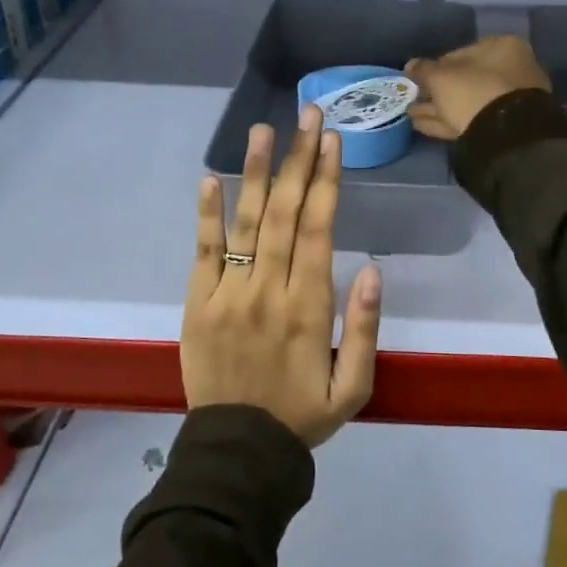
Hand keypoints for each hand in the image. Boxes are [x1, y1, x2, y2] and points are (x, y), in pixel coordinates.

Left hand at [183, 105, 380, 447]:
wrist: (236, 453)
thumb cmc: (303, 416)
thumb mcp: (355, 387)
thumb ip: (364, 328)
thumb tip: (371, 269)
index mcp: (309, 308)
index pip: (317, 229)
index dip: (326, 181)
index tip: (331, 140)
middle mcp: (267, 290)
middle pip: (284, 213)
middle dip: (298, 160)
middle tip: (307, 113)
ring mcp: (227, 294)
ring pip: (245, 223)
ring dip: (255, 172)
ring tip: (263, 129)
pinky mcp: (196, 305)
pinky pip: (201, 253)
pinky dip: (207, 215)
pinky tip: (212, 178)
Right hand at [405, 36, 551, 140]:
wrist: (506, 134)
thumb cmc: (474, 91)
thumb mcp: (441, 78)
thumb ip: (423, 70)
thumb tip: (410, 64)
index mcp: (502, 48)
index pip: (461, 53)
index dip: (435, 66)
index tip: (417, 78)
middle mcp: (511, 70)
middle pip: (465, 80)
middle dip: (436, 91)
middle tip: (412, 99)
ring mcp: (509, 101)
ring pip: (467, 102)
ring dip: (437, 109)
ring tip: (410, 115)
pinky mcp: (504, 127)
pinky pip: (471, 119)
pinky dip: (447, 122)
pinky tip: (422, 126)